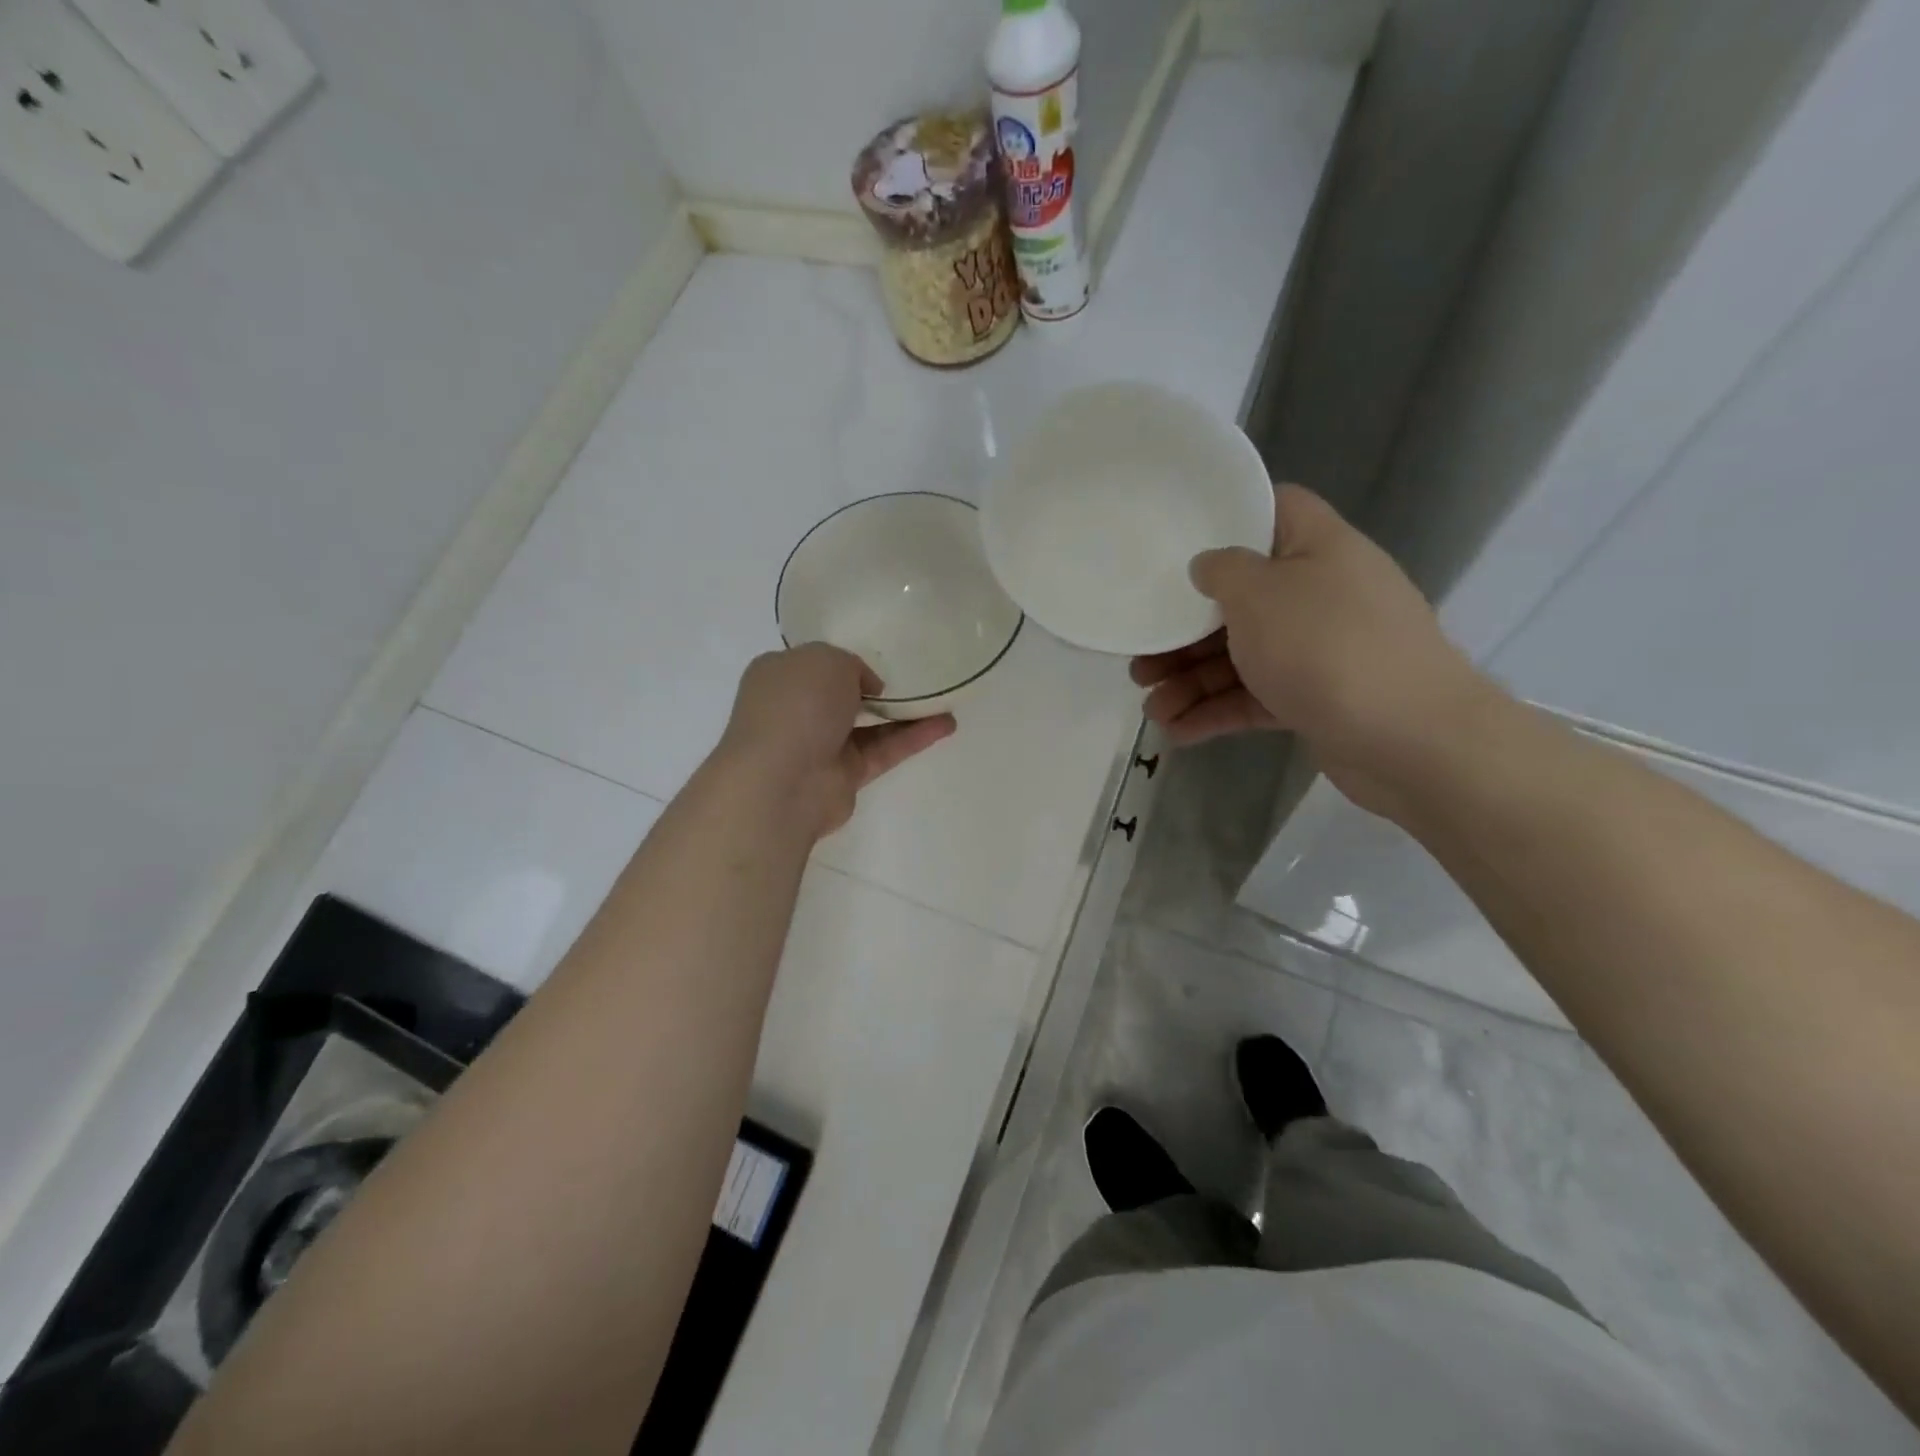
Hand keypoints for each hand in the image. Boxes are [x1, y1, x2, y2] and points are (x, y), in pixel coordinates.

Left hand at [716, 644, 955, 837]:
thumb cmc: (797, 705)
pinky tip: (945, 724)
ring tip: (945, 700)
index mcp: (781, 675)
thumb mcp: (826, 659)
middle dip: (875, 688)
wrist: (782, 780)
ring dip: (906, 713)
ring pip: (869, 725)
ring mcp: (820, 745)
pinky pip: (884, 750)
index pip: (815, 663)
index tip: (879, 656)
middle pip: (843, 695)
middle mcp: (797, 709)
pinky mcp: (845, 775)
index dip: (845, 659)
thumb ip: (851, 665)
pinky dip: (913, 737)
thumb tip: (866, 689)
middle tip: (915, 677)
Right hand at [1131, 485, 1490, 815]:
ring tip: (1150, 708)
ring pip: (1242, 656)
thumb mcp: (1260, 593)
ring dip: (1192, 680)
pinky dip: (1217, 712)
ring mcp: (1319, 649)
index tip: (1177, 538)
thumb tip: (1208, 566)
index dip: (1226, 516)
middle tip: (1141, 655)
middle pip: (1240, 599)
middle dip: (1184, 630)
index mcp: (1316, 547)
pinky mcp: (1315, 699)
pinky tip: (1177, 733)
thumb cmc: (1326, 646)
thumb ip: (1223, 571)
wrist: (1410, 740)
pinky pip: (1255, 697)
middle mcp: (1320, 593)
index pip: (1273, 509)